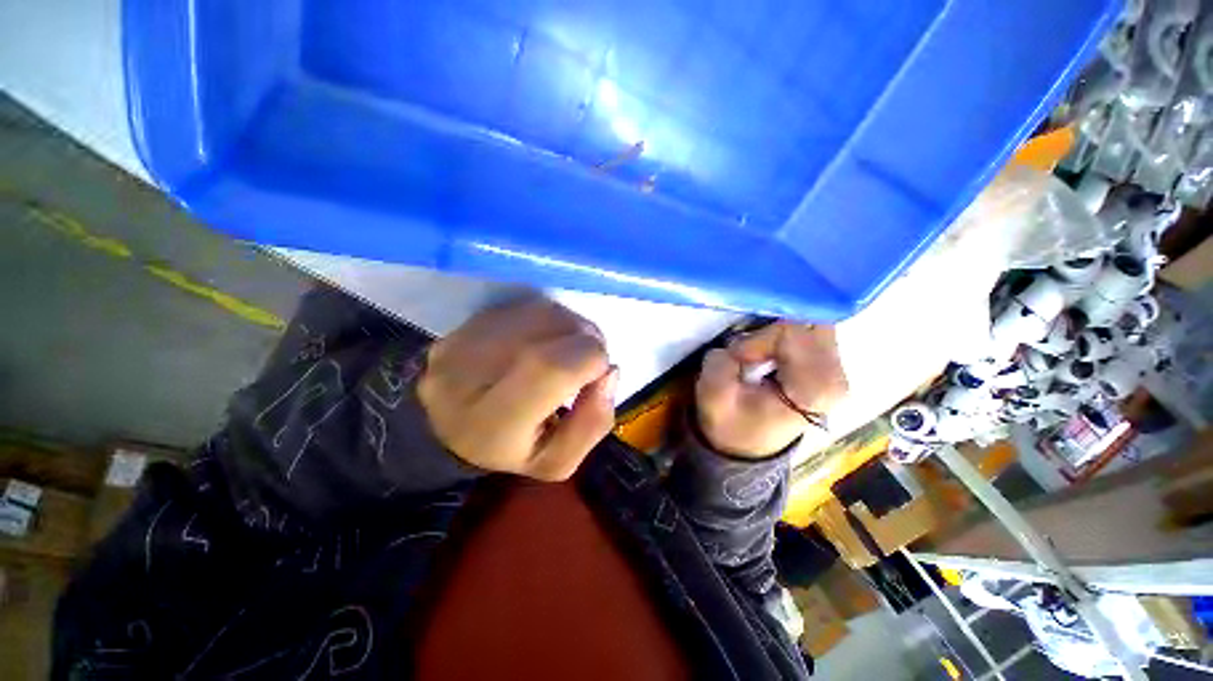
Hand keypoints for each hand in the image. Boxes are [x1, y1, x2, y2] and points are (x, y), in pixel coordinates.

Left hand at [418, 298, 617, 480]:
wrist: (452, 433)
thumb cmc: (512, 450)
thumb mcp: (559, 460)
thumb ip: (593, 422)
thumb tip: (610, 372)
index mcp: (493, 423)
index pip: (551, 367)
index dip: (590, 359)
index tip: (598, 373)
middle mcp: (467, 375)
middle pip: (548, 326)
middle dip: (585, 337)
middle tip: (587, 360)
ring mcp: (459, 342)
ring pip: (539, 310)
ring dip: (569, 325)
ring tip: (568, 348)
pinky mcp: (461, 324)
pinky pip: (523, 305)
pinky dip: (548, 318)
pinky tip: (545, 339)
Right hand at [696, 323, 847, 457]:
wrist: (745, 446)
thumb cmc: (730, 423)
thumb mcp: (712, 393)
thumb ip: (723, 361)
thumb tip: (743, 339)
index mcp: (812, 389)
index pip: (790, 332)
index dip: (758, 339)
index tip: (739, 360)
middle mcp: (836, 377)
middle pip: (806, 323)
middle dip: (772, 331)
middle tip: (750, 355)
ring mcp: (838, 371)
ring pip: (809, 324)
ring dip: (776, 335)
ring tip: (758, 360)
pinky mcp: (831, 367)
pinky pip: (811, 333)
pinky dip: (785, 338)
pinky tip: (772, 358)